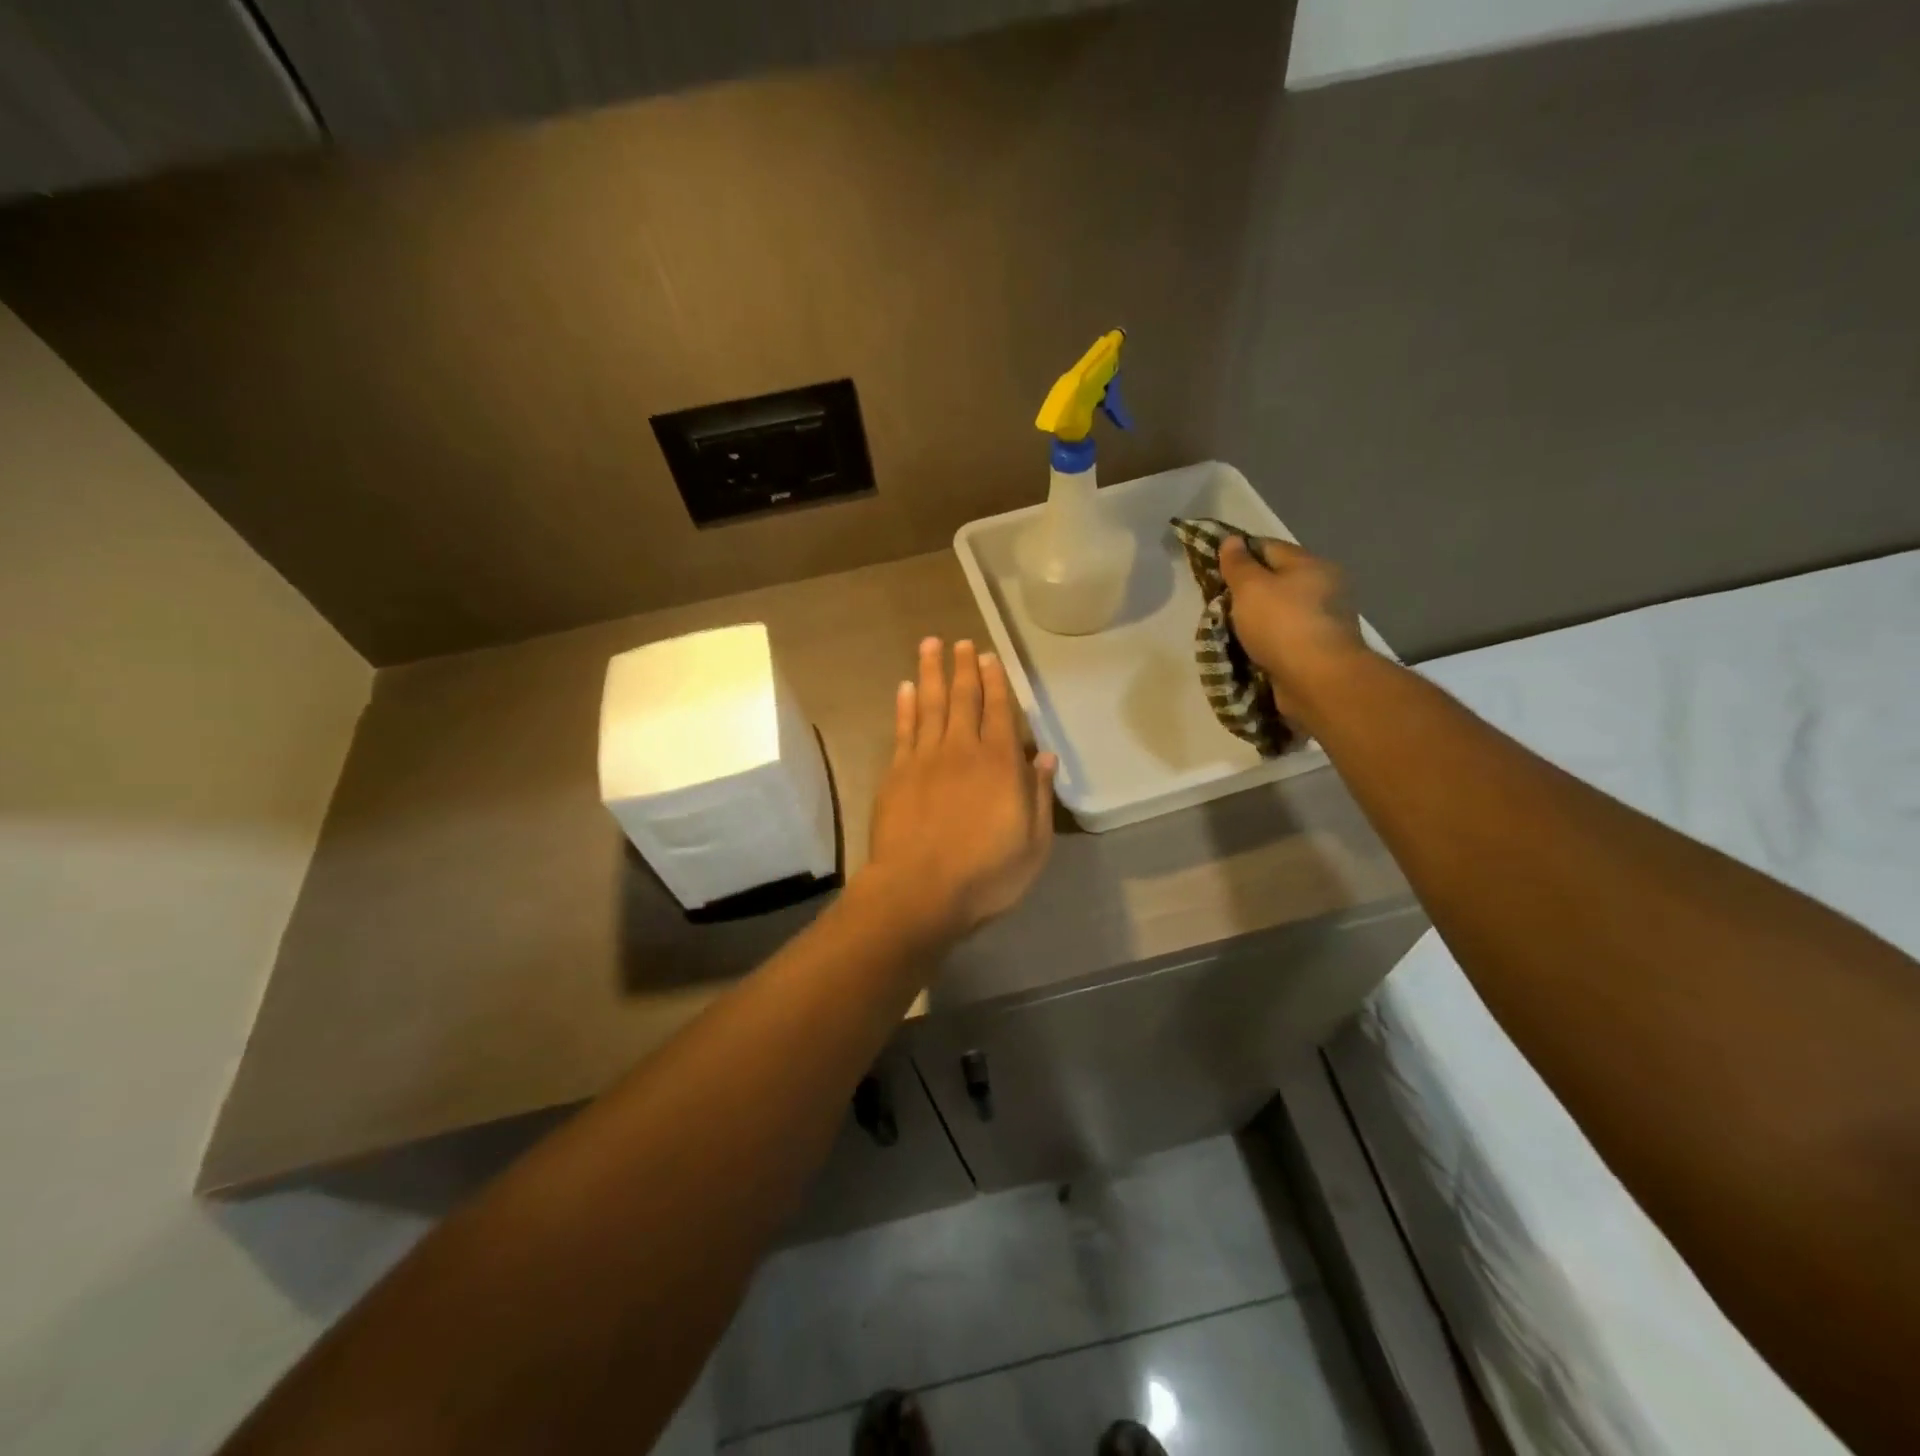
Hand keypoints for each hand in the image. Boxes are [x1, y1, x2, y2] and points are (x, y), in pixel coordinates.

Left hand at [864, 638, 1057, 938]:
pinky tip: (906, 687)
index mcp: (1001, 764)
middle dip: (965, 667)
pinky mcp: (896, 774)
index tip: (991, 657)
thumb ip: (1039, 796)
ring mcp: (925, 759)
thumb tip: (1046, 756)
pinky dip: (906, 706)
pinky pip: (903, 730)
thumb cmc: (985, 875)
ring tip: (931, 645)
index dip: (996, 681)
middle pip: (964, 699)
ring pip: (931, 704)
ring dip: (932, 672)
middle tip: (962, 642)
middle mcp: (963, 750)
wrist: (918, 891)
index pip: (1000, 711)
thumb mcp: (1033, 844)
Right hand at [1218, 536, 1369, 723]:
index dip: (1239, 553)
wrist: (1318, 680)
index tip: (1213, 568)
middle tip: (1217, 602)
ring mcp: (1324, 621)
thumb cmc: (1282, 624)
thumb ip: (1238, 564)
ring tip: (1227, 628)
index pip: (1268, 547)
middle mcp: (1323, 587)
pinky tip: (1248, 648)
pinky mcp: (1319, 651)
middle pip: (1277, 580)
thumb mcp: (1250, 587)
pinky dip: (1267, 641)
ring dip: (1256, 618)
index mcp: (1310, 564)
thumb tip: (1232, 540)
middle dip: (1247, 590)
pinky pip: (1284, 638)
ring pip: (1280, 611)